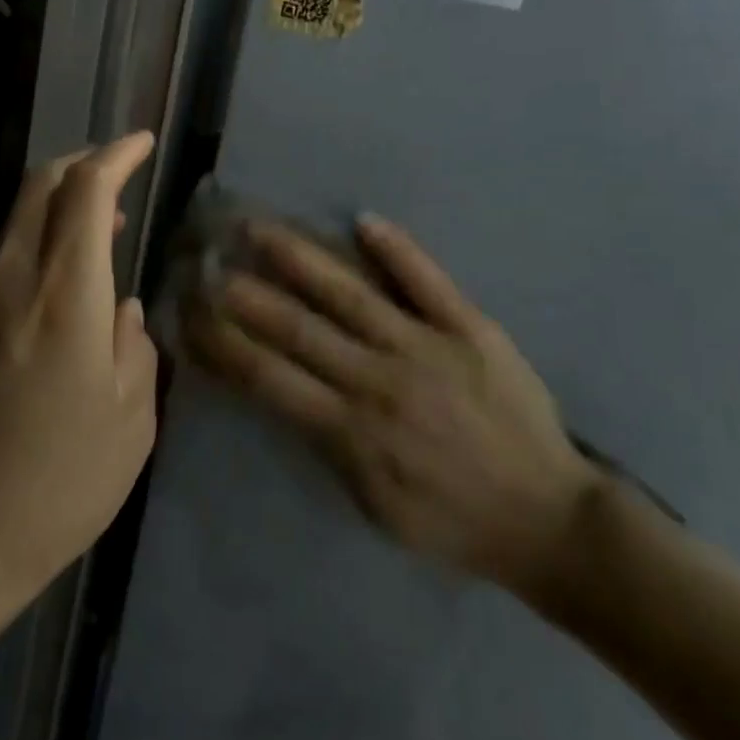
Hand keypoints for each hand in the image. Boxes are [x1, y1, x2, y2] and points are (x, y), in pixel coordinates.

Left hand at [0, 134, 159, 602]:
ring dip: (58, 210)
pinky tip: (54, 301)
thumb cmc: (63, 480)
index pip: (87, 190)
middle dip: (81, 163)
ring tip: (97, 234)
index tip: (141, 143)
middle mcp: (12, 280)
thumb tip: (124, 311)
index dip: (116, 155)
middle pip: (39, 186)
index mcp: (66, 294)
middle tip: (117, 174)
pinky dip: (34, 255)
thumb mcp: (132, 417)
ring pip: (16, 223)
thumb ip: (136, 345)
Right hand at [188, 214, 597, 599]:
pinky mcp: (470, 327)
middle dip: (244, 293)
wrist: (548, 519)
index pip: (268, 376)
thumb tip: (282, 390)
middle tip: (206, 259)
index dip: (223, 342)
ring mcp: (425, 346)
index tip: (191, 313)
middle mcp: (378, 379)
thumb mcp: (374, 504)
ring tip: (259, 228)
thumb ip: (326, 444)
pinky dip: (396, 249)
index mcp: (351, 430)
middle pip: (297, 327)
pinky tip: (362, 220)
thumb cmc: (452, 519)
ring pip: (349, 293)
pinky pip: (427, 280)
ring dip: (299, 258)